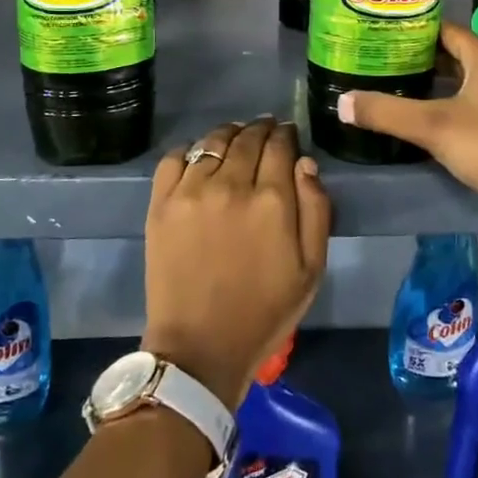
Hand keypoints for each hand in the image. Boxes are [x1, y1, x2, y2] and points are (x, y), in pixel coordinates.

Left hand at [142, 118, 331, 410]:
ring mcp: (191, 191)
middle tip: (265, 131)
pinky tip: (199, 159)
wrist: (200, 348)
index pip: (280, 145)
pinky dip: (190, 150)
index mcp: (271, 200)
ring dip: (229, 134)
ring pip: (212, 141)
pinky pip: (174, 158)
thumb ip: (316, 209)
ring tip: (235, 139)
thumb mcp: (311, 268)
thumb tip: (305, 162)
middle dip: (261, 129)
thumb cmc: (264, 311)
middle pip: (247, 137)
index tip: (288, 133)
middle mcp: (230, 184)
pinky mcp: (161, 203)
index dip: (286, 134)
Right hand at [338, 22, 477, 223]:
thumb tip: (341, 102)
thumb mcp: (431, 127)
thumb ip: (385, 113)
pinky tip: (437, 120)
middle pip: (459, 55)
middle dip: (425, 59)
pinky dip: (458, 104)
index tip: (386, 36)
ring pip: (471, 81)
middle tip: (389, 63)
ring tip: (406, 89)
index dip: (417, 31)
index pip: (447, 30)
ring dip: (442, 83)